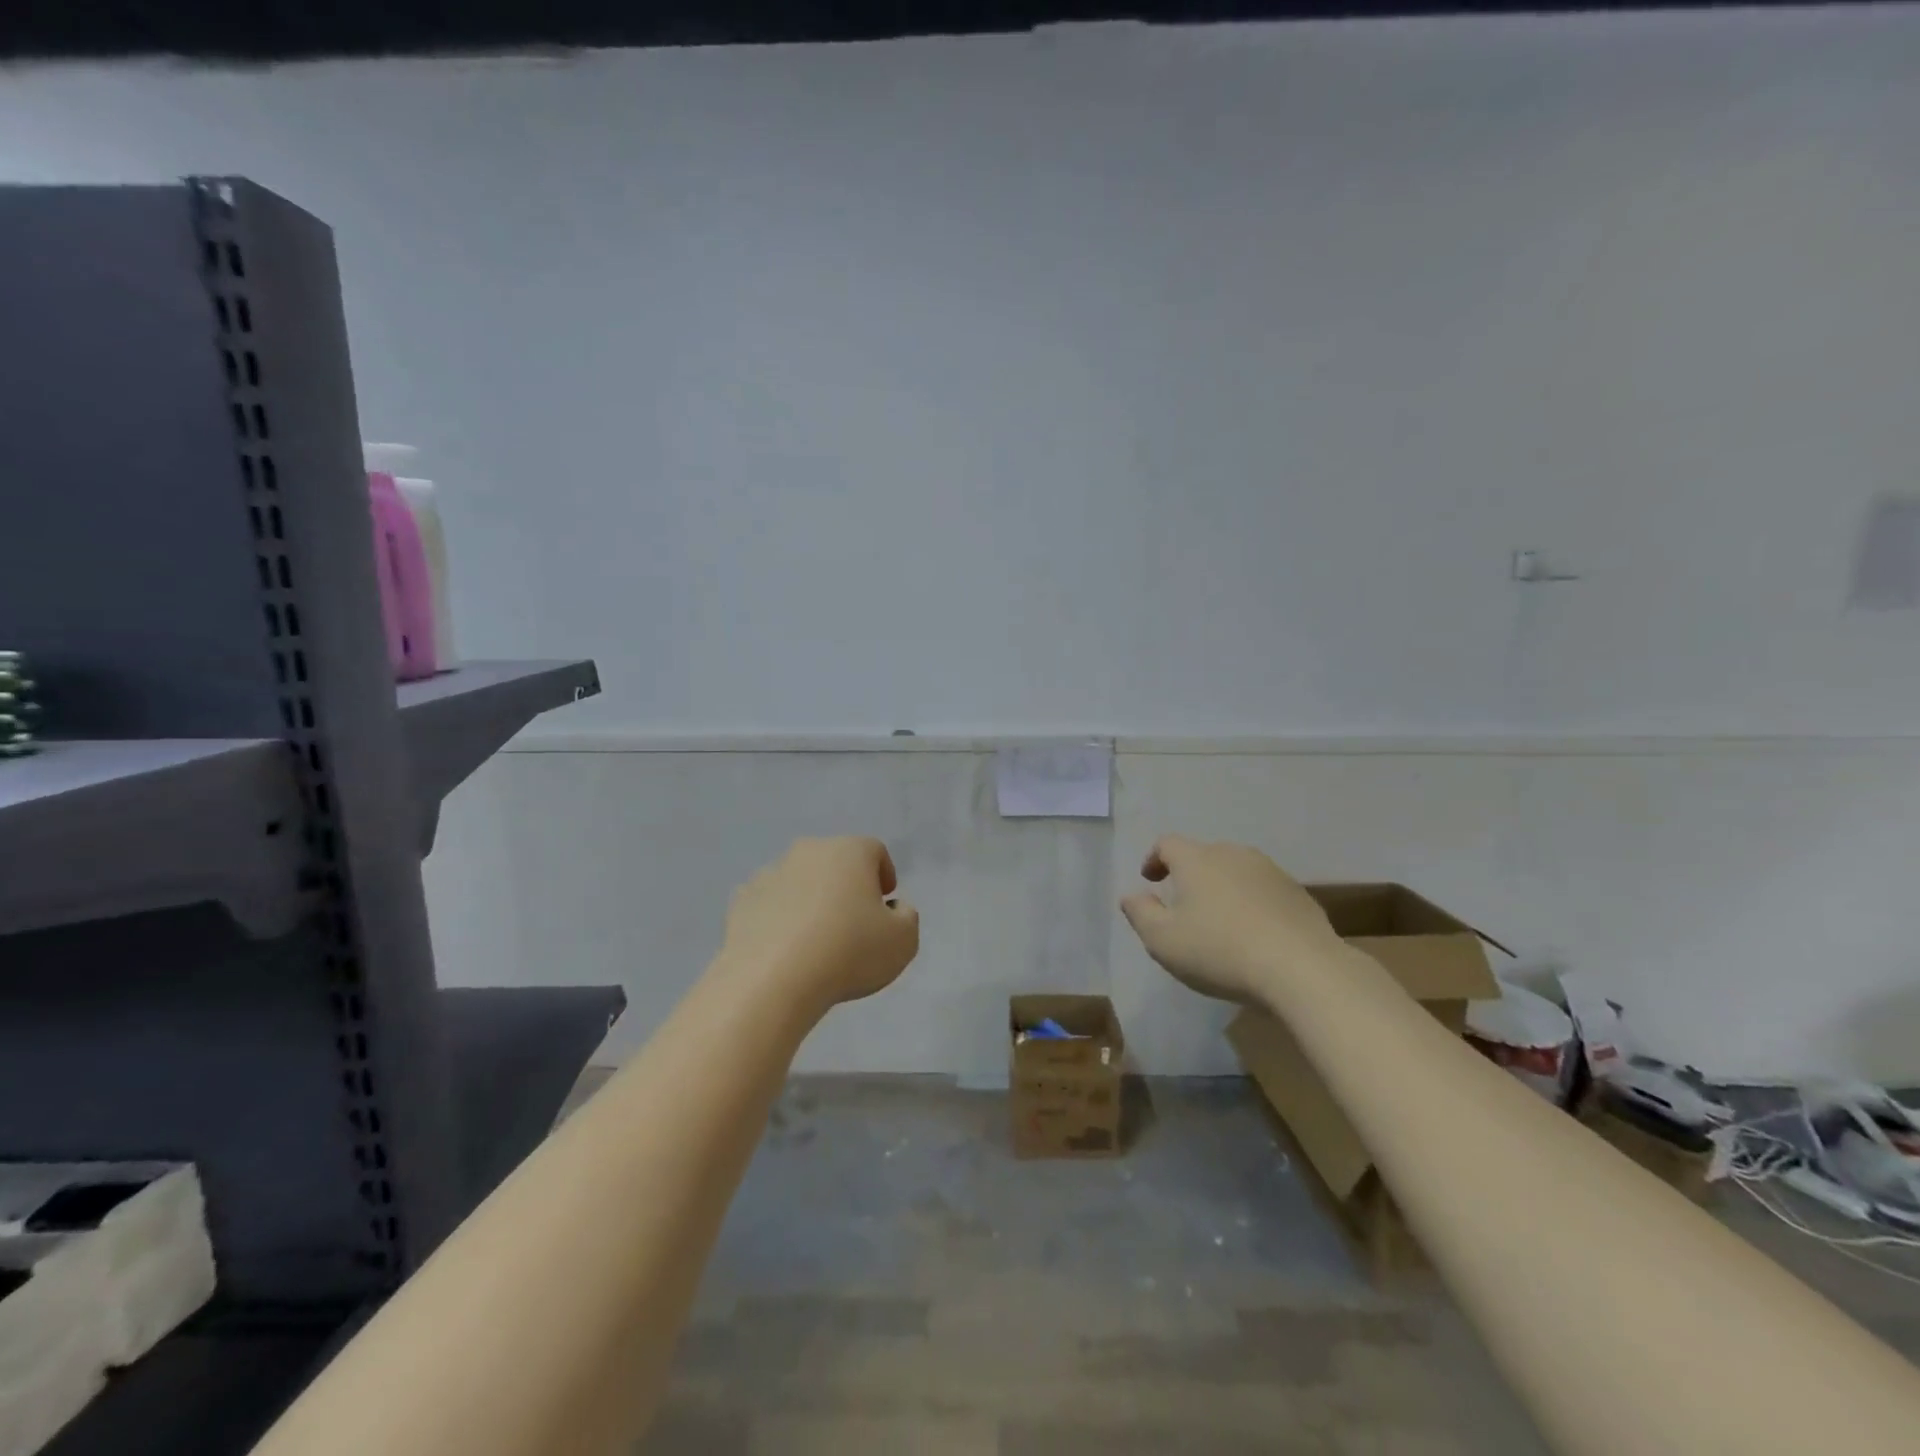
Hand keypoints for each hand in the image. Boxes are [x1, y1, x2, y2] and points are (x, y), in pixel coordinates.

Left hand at [718, 837, 919, 1013]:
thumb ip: (907, 917)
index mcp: (850, 851)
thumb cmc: (848, 952)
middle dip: (845, 885)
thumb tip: (893, 908)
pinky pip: (770, 903)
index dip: (884, 874)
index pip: (874, 851)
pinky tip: (784, 947)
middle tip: (853, 921)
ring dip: (810, 900)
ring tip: (816, 939)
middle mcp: (809, 851)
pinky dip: (779, 917)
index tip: (884, 902)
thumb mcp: (903, 941)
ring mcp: (770, 873)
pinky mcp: (741, 901)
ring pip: (800, 880)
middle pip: (835, 861)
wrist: (772, 980)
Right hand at [1119, 835, 1339, 1003]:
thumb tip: (1131, 896)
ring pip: (1236, 871)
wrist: (1303, 969)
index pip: (1167, 844)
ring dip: (1223, 888)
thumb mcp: (1163, 941)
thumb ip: (1140, 913)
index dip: (1154, 859)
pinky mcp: (1298, 893)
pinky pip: (1264, 890)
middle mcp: (1233, 854)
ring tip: (1220, 919)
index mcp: (1197, 860)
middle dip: (1189, 874)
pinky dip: (1252, 903)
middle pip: (1203, 854)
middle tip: (1183, 904)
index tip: (1150, 881)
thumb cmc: (1220, 951)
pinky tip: (1254, 934)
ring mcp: (1270, 871)